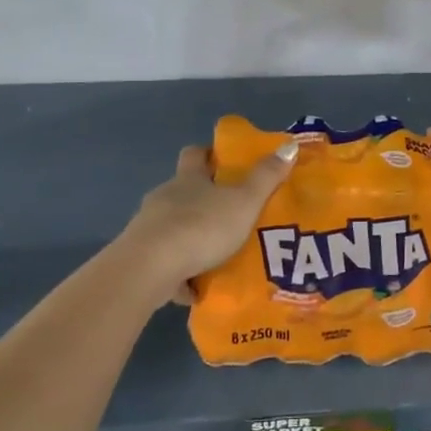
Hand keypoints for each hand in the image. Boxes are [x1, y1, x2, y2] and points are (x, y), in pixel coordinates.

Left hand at [111, 143, 297, 302]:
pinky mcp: (140, 259)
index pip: (195, 154)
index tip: (225, 162)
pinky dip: (179, 271)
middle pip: (183, 191)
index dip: (209, 154)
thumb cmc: (201, 227)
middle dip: (203, 199)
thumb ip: (266, 177)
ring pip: (173, 226)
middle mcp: (165, 197)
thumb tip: (289, 144)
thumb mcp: (244, 201)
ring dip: (192, 236)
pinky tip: (197, 287)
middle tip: (231, 212)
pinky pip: (165, 262)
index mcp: (188, 179)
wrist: (150, 268)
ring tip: (218, 253)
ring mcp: (148, 228)